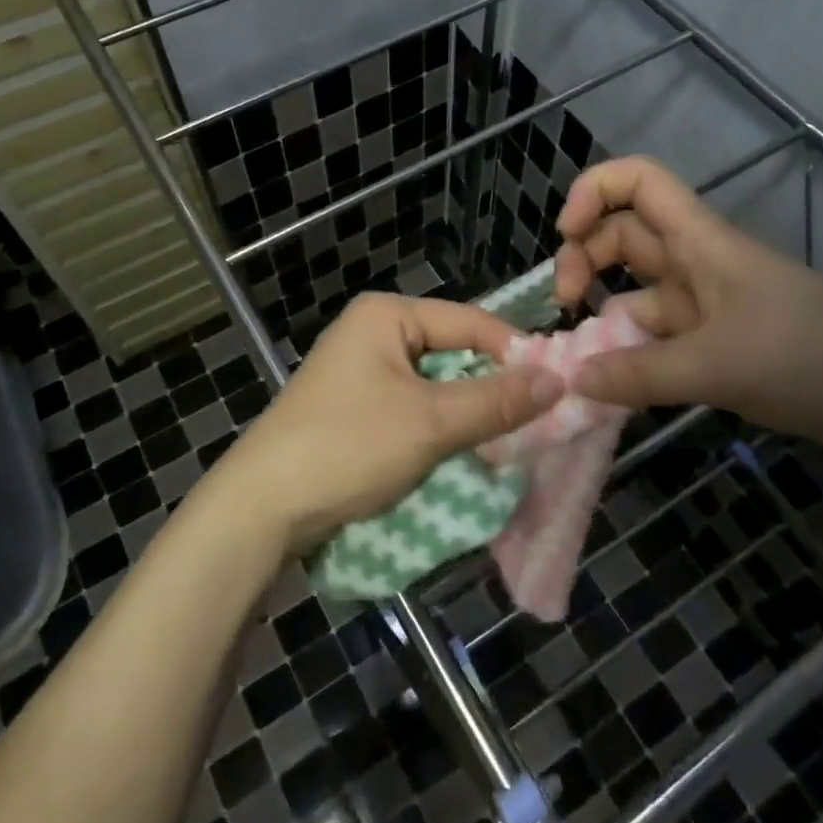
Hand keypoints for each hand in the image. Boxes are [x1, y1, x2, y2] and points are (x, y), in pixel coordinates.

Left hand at [205, 294, 563, 556]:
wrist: (263, 507)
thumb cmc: (348, 448)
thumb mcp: (431, 422)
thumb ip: (496, 400)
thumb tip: (559, 379)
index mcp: (386, 315)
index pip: (470, 321)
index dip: (516, 353)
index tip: (559, 388)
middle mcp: (373, 332)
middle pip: (452, 350)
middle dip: (492, 385)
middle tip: (539, 418)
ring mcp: (360, 370)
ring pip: (435, 382)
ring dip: (468, 410)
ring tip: (509, 438)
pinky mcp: (355, 406)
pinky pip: (413, 405)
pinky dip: (440, 425)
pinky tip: (464, 449)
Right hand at [552, 157, 822, 464]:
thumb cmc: (811, 356)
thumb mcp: (718, 366)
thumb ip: (639, 374)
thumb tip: (570, 380)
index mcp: (701, 241)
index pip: (638, 181)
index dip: (592, 191)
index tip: (565, 233)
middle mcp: (697, 264)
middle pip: (622, 236)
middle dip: (583, 260)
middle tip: (567, 307)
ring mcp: (706, 305)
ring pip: (635, 291)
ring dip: (603, 314)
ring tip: (582, 359)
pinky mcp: (716, 343)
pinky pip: (656, 338)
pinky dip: (629, 354)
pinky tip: (613, 386)